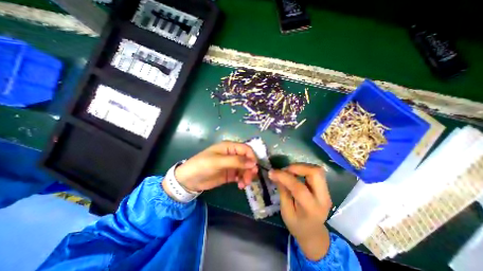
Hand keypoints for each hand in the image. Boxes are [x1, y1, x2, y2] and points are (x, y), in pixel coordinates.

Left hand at [172, 141, 258, 191]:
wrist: (189, 180)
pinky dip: (243, 180)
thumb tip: (253, 162)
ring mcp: (231, 165)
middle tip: (249, 179)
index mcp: (229, 147)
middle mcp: (232, 155)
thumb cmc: (203, 165)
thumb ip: (236, 161)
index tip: (254, 168)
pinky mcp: (230, 174)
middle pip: (247, 160)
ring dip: (247, 176)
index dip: (252, 157)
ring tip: (244, 184)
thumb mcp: (218, 162)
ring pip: (245, 168)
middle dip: (250, 169)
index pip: (246, 149)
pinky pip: (240, 176)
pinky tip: (240, 186)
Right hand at [268, 163, 332, 260]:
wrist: (314, 233)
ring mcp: (327, 192)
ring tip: (289, 171)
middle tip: (285, 170)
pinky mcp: (325, 188)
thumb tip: (275, 174)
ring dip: (301, 167)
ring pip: (317, 170)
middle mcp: (323, 198)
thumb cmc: (297, 225)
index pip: (298, 188)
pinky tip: (295, 174)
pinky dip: (304, 169)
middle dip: (297, 167)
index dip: (284, 177)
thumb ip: (282, 191)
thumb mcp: (286, 211)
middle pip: (315, 173)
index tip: (272, 172)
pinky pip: (315, 172)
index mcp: (311, 209)